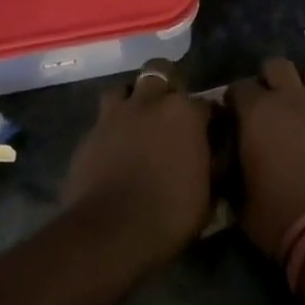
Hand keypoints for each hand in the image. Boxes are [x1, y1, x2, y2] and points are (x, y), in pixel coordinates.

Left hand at [62, 60, 213, 265]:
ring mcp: (115, 115)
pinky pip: (103, 119)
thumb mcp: (208, 193)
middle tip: (171, 113)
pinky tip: (116, 146)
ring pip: (125, 87)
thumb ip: (212, 163)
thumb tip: (215, 155)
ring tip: (139, 120)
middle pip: (160, 72)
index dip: (209, 119)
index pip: (206, 104)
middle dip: (168, 85)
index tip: (210, 134)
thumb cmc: (169, 213)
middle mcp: (150, 102)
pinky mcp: (89, 133)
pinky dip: (112, 127)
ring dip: (134, 98)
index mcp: (185, 112)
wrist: (110, 232)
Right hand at [227, 58, 304, 257]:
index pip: (237, 87)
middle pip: (274, 65)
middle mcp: (288, 98)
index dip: (232, 101)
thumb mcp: (237, 197)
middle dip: (265, 80)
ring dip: (295, 83)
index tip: (231, 117)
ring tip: (291, 106)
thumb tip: (227, 155)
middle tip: (261, 106)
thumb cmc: (277, 216)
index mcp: (256, 113)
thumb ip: (230, 166)